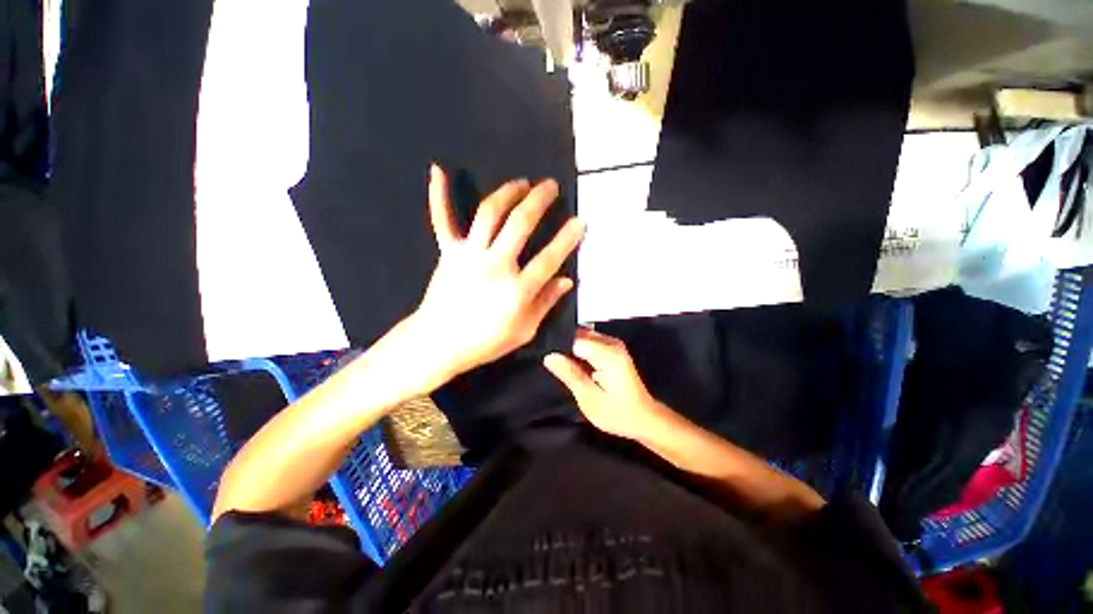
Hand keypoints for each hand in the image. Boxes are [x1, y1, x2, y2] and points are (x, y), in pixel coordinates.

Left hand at [411, 165, 583, 380]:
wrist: (439, 343)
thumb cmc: (485, 342)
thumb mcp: (524, 331)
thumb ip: (546, 303)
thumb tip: (567, 280)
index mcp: (516, 290)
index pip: (549, 258)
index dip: (567, 238)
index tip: (580, 221)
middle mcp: (494, 266)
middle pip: (520, 224)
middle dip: (539, 200)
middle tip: (551, 185)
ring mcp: (468, 255)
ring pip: (489, 214)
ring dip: (507, 193)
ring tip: (521, 183)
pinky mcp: (448, 252)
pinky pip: (442, 220)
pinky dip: (439, 195)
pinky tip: (437, 170)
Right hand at [543, 328, 668, 440]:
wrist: (644, 418)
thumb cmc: (618, 413)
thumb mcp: (589, 398)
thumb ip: (569, 374)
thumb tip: (549, 356)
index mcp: (608, 354)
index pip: (574, 338)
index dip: (559, 347)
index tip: (549, 360)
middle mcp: (612, 343)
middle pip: (579, 334)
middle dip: (564, 347)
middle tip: (554, 365)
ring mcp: (614, 344)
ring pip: (583, 337)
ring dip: (571, 349)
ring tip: (562, 366)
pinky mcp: (613, 349)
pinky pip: (590, 342)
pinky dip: (580, 351)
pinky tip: (575, 365)